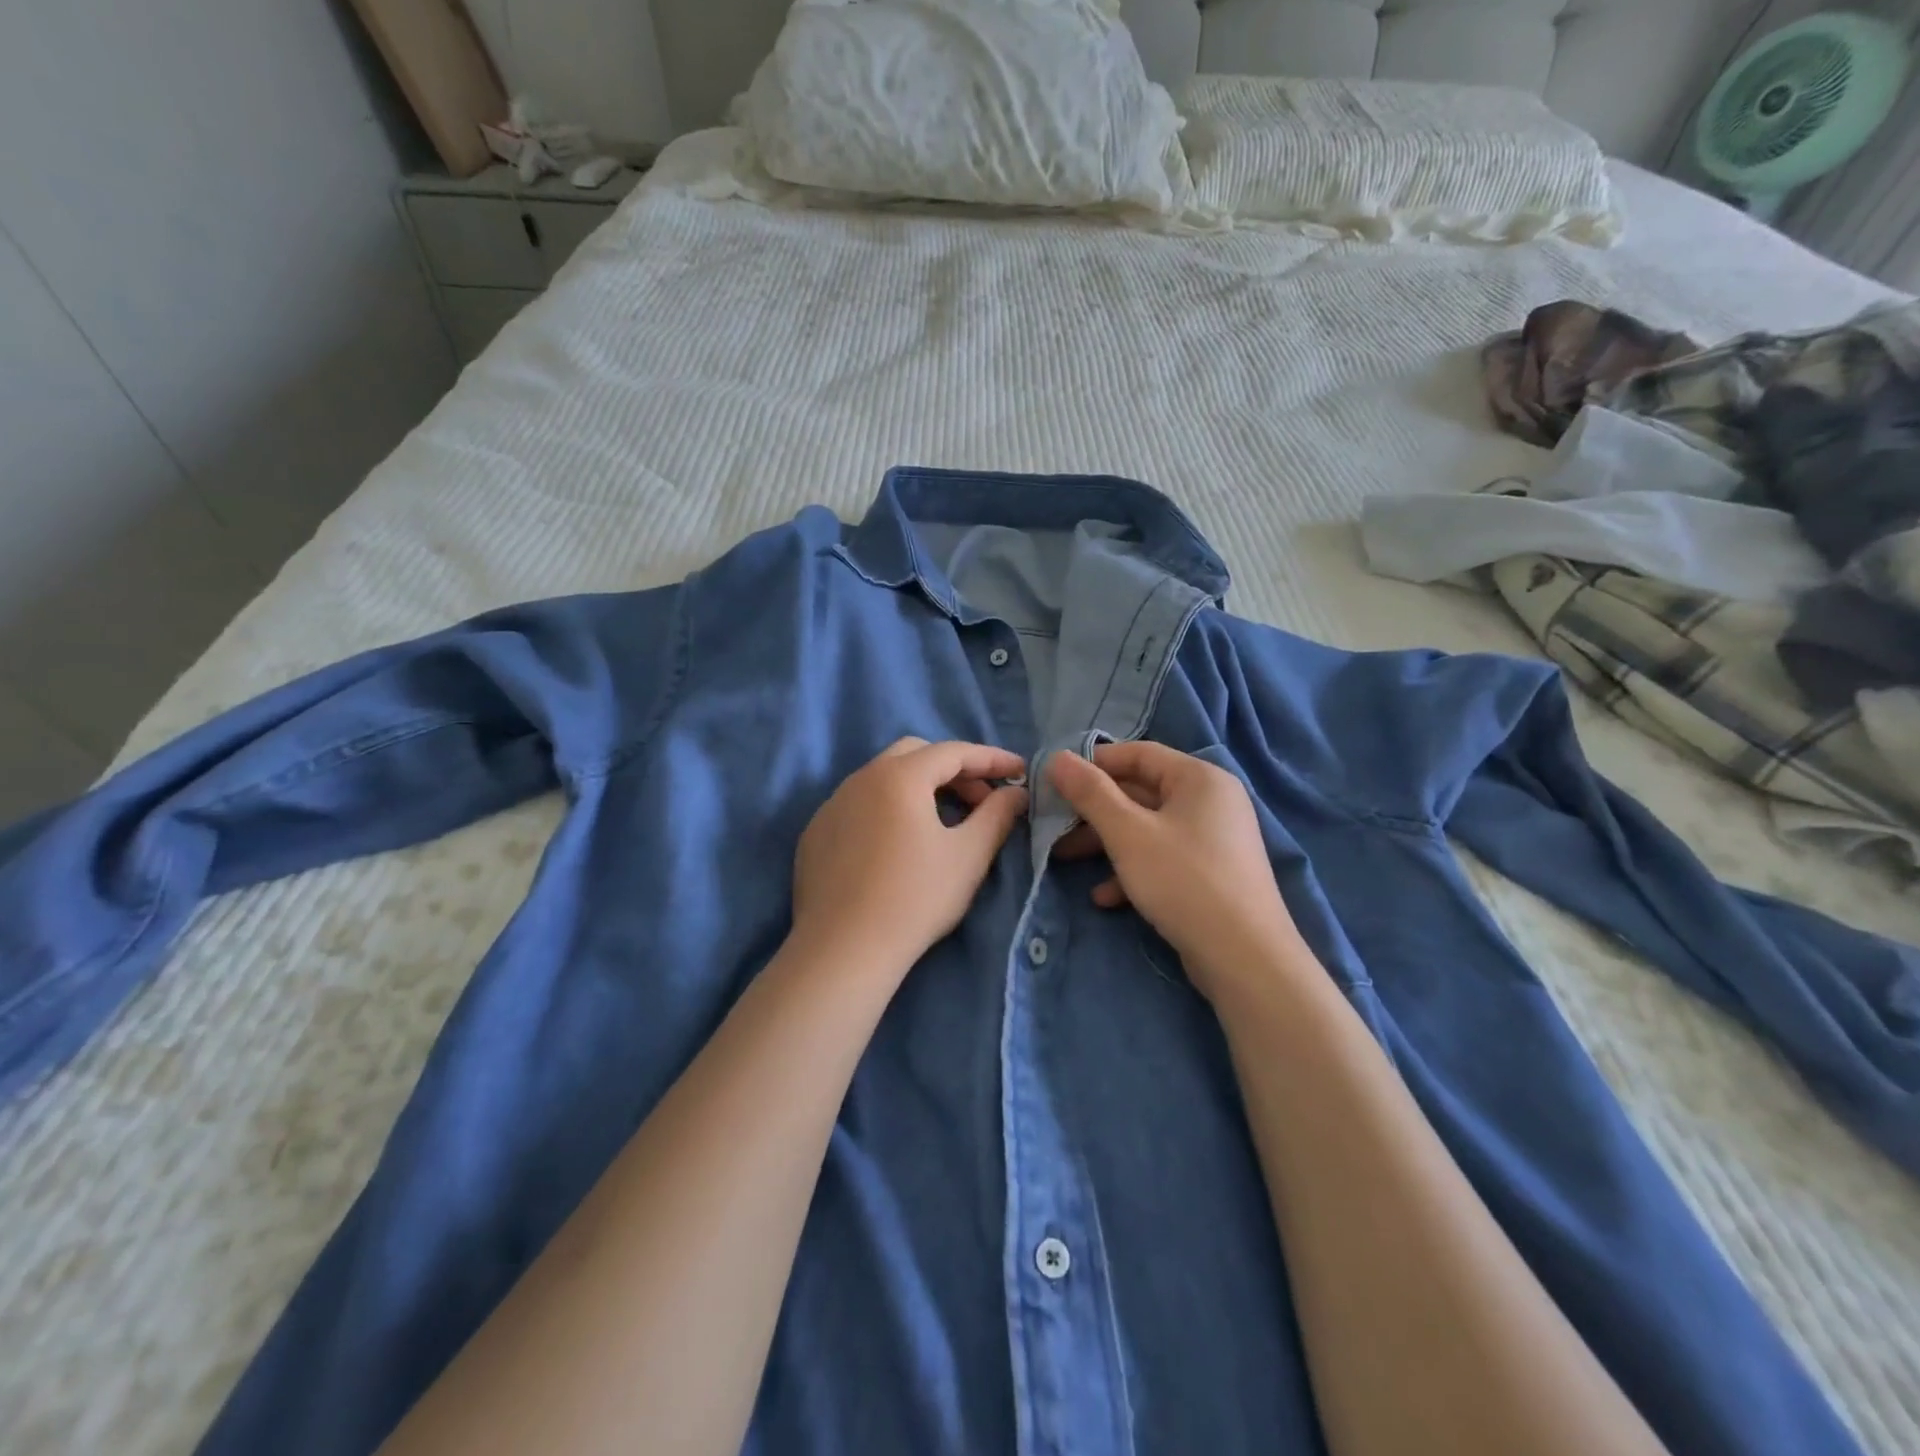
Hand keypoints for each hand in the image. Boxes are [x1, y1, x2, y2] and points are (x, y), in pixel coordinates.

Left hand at [792, 737, 1028, 978]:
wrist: (844, 949)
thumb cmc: (916, 898)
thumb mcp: (968, 855)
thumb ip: (997, 815)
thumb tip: (1015, 794)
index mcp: (899, 776)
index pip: (953, 752)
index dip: (991, 759)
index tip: (1020, 772)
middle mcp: (860, 778)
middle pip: (915, 754)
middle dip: (954, 769)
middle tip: (981, 800)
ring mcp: (832, 805)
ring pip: (883, 778)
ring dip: (920, 788)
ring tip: (944, 821)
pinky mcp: (816, 833)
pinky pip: (860, 805)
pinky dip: (888, 809)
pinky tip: (900, 845)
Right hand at [1048, 742, 1298, 998]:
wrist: (1245, 958)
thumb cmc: (1183, 880)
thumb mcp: (1127, 833)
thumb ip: (1090, 793)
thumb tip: (1056, 757)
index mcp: (1199, 778)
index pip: (1139, 753)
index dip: (1094, 763)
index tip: (1056, 781)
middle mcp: (1211, 801)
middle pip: (1141, 792)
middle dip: (1094, 810)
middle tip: (1054, 823)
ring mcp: (1213, 840)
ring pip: (1147, 828)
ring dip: (1106, 842)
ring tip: (1065, 859)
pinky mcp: (1210, 874)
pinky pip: (1163, 858)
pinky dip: (1132, 870)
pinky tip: (1104, 897)